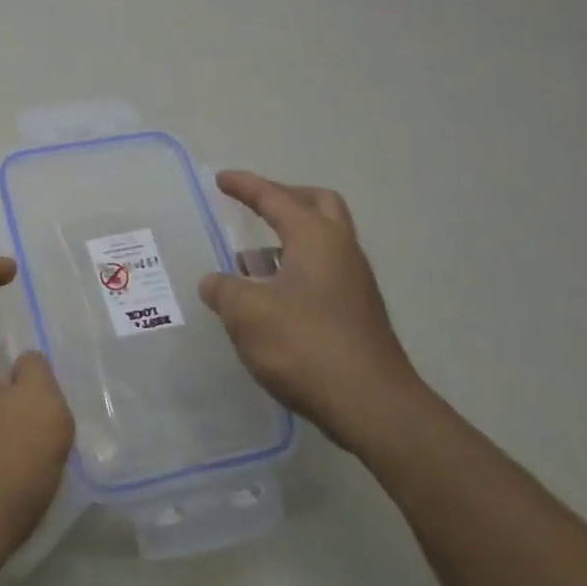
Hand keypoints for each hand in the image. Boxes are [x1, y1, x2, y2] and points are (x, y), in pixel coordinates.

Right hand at [199, 171, 425, 450]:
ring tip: (248, 258)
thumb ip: (224, 290)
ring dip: (287, 239)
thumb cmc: (305, 346)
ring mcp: (354, 283)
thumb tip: (215, 282)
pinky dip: (294, 268)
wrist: (371, 405)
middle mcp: (342, 251)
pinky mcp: (355, 313)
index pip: (276, 198)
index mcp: (316, 238)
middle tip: (253, 205)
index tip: (221, 180)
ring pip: (322, 241)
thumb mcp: (247, 313)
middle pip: (317, 205)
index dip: (246, 186)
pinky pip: (322, 271)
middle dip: (283, 198)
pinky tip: (268, 296)